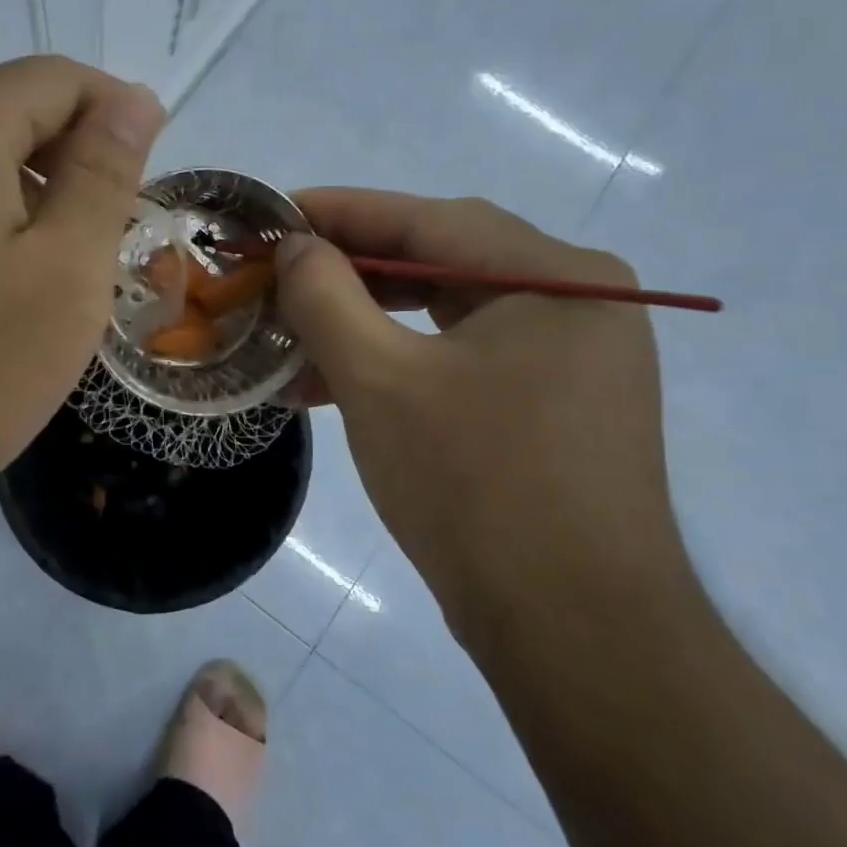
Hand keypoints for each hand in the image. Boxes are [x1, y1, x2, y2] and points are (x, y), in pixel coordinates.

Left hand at [0, 57, 163, 532]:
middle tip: (113, 238)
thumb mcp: (65, 270)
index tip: (152, 176)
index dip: (116, 110)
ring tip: (61, 273)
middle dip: (72, 159)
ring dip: (28, 197)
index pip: (53, 78)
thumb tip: (133, 99)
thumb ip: (104, 174)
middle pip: (5, 115)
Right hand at [274, 191, 701, 658]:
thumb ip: (325, 296)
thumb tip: (294, 246)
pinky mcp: (555, 404)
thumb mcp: (378, 380)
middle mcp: (574, 300)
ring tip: (290, 339)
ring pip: (444, 314)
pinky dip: (397, 363)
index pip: (425, 220)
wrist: (576, 633)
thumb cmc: (475, 487)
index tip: (270, 215)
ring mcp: (571, 355)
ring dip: (364, 323)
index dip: (336, 212)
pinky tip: (333, 387)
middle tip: (275, 274)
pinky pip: (461, 358)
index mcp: (553, 275)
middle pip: (437, 262)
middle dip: (346, 270)